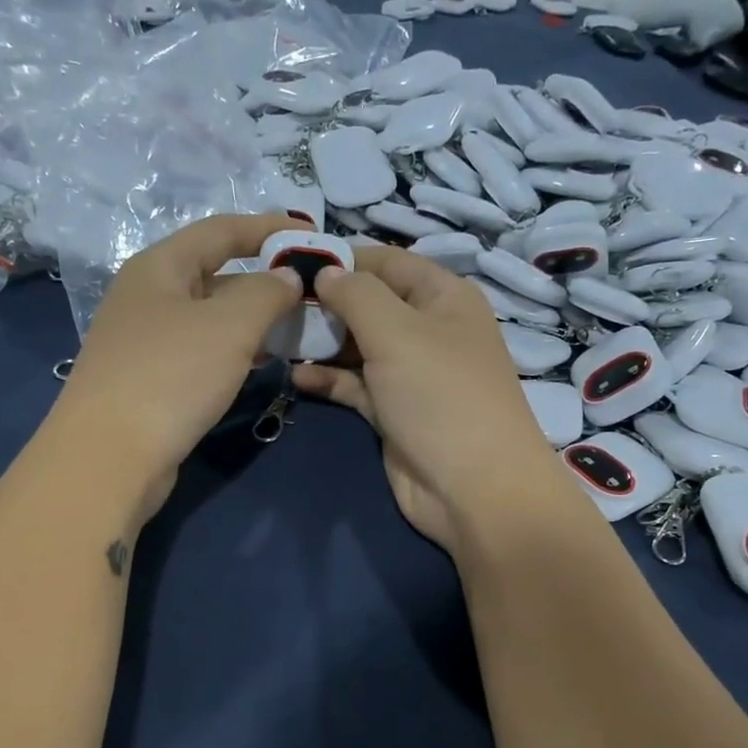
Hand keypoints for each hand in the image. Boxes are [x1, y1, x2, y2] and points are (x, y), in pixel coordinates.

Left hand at [56, 213, 303, 523]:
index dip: (270, 228)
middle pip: (215, 273)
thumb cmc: (171, 377)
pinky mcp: (150, 379)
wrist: (109, 456)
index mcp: (159, 267)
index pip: (222, 231)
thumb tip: (287, 278)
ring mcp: (145, 340)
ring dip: (253, 318)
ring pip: (210, 316)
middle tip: (312, 292)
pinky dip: (234, 349)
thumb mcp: (229, 327)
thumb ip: (266, 293)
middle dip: (265, 279)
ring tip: (296, 328)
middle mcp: (147, 296)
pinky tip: (259, 363)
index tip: (315, 236)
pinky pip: (201, 350)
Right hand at [290, 244, 566, 549]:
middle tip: (274, 304)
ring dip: (321, 343)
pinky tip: (295, 376)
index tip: (290, 263)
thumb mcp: (398, 332)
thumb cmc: (441, 396)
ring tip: (275, 337)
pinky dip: (329, 379)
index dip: (342, 258)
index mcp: (443, 297)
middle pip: (369, 304)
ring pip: (358, 347)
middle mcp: (429, 330)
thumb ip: (356, 295)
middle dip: (325, 303)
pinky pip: (355, 386)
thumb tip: (326, 272)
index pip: (387, 262)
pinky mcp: (393, 413)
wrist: (474, 489)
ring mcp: (411, 375)